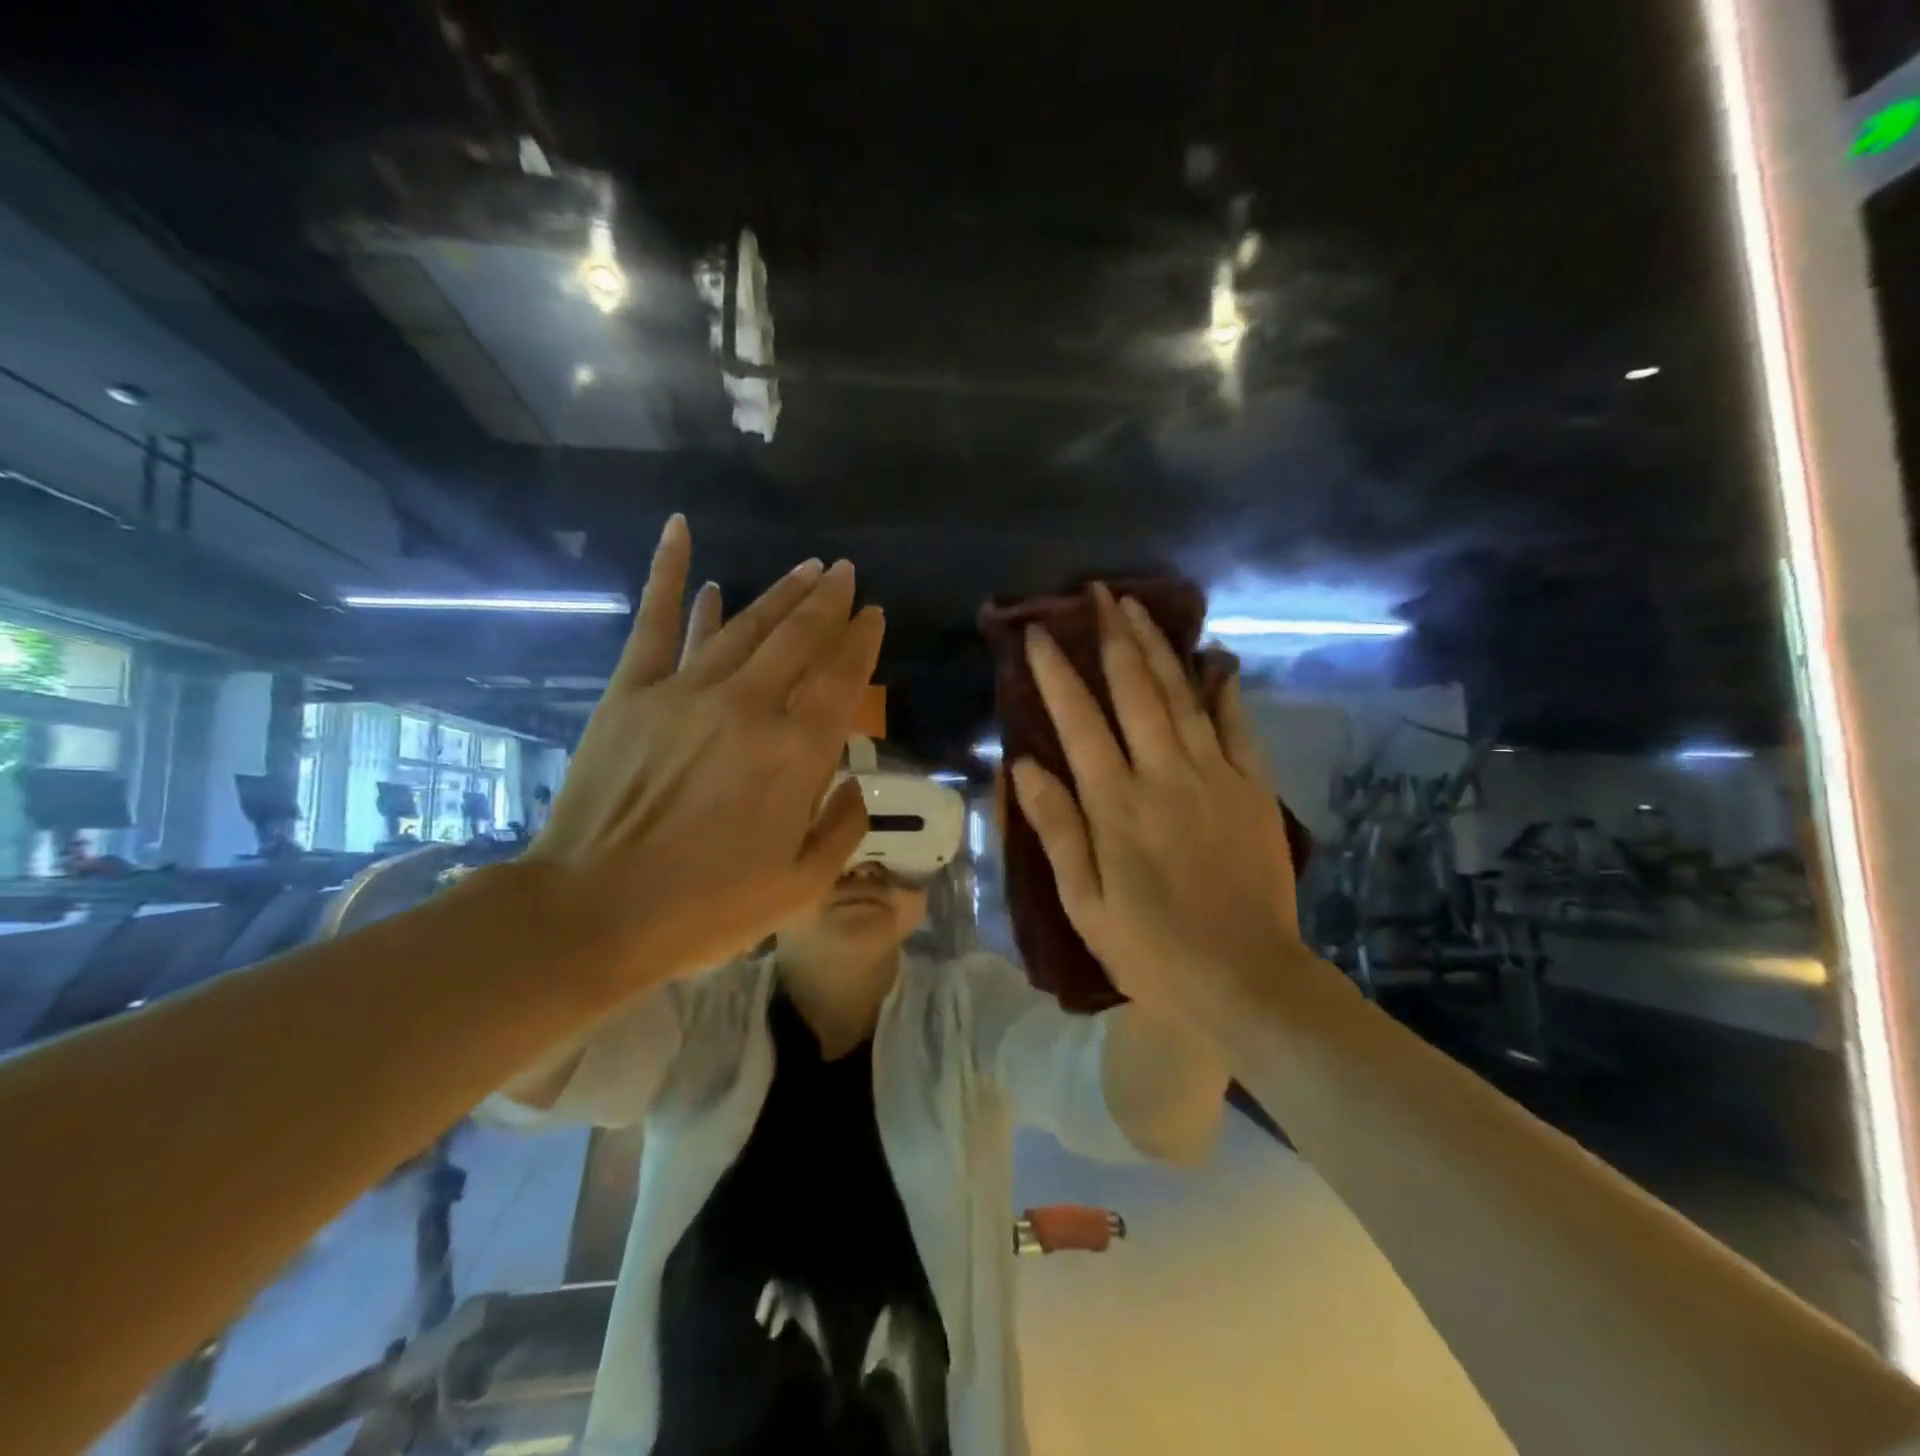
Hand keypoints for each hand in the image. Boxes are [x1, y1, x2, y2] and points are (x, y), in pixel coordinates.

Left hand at [533, 515, 881, 986]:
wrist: (594, 913)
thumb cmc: (706, 909)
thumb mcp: (801, 887)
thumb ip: (842, 828)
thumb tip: (853, 782)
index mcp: (796, 754)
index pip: (841, 680)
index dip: (862, 642)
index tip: (874, 615)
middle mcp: (749, 707)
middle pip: (800, 639)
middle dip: (829, 602)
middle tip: (846, 573)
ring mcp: (686, 692)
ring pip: (745, 624)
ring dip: (780, 592)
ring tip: (808, 567)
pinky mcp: (632, 691)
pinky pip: (656, 621)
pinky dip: (670, 574)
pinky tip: (682, 531)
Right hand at [1009, 585, 1318, 1019]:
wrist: (1247, 980)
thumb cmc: (1151, 949)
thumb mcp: (1084, 902)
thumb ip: (1056, 828)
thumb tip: (1024, 764)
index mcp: (1115, 804)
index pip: (1077, 719)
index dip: (1056, 671)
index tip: (1040, 632)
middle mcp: (1163, 774)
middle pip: (1134, 689)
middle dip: (1111, 636)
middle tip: (1097, 594)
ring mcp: (1214, 776)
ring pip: (1181, 695)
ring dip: (1157, 647)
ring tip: (1138, 608)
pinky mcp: (1253, 789)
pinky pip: (1236, 726)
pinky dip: (1223, 690)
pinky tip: (1215, 660)